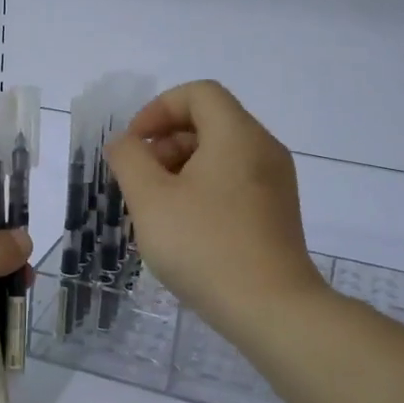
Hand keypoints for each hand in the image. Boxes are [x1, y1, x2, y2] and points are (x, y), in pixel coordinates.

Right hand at [106, 81, 325, 345]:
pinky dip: (203, 191)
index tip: (134, 146)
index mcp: (237, 135)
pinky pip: (234, 183)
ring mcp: (276, 183)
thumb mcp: (150, 200)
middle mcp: (264, 149)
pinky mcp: (277, 213)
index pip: (198, 93)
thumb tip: (125, 143)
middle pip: (210, 123)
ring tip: (157, 210)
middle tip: (140, 182)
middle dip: (166, 143)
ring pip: (221, 156)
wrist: (271, 309)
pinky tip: (185, 229)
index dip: (158, 110)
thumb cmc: (204, 246)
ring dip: (181, 170)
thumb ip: (129, 160)